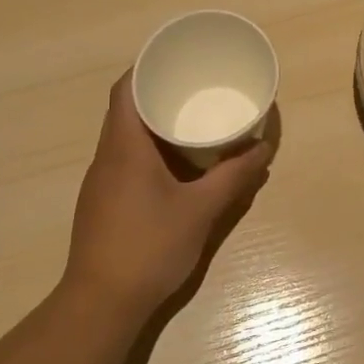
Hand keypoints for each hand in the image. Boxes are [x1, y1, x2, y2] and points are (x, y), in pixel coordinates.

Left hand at [64, 72, 275, 309]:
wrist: (101, 303)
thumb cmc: (149, 247)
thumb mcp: (200, 211)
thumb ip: (233, 178)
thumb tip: (263, 150)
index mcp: (124, 147)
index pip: (126, 89)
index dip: (147, 67)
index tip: (176, 61)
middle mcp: (106, 157)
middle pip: (125, 110)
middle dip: (157, 95)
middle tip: (194, 90)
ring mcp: (100, 182)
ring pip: (124, 138)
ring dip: (153, 126)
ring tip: (190, 122)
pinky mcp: (101, 204)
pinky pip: (124, 161)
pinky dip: (148, 152)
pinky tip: (174, 167)